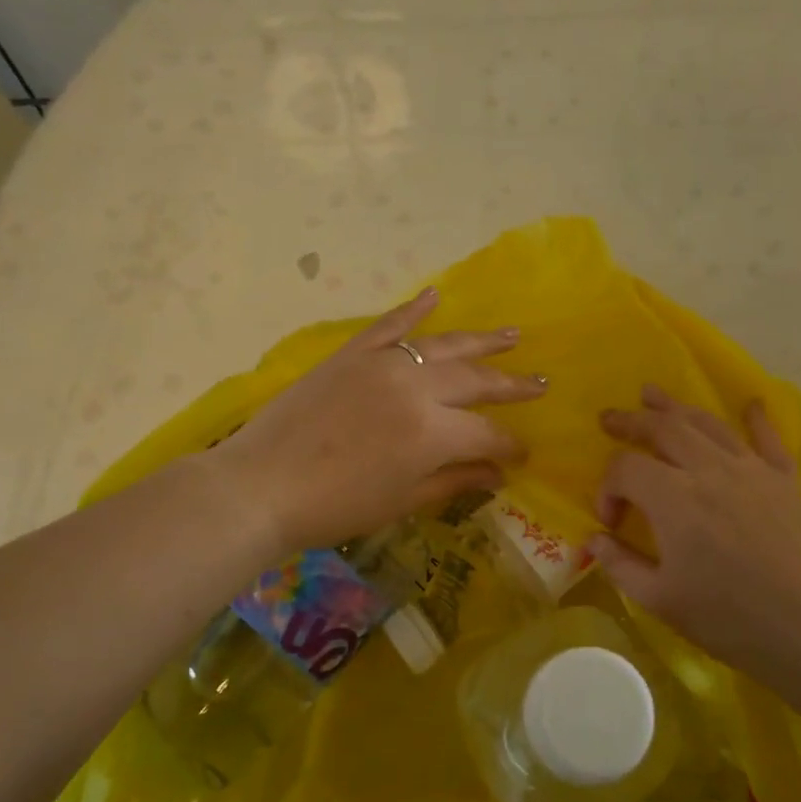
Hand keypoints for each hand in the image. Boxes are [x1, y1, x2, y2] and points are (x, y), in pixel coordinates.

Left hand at [209, 288, 544, 554]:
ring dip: (482, 341)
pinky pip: (389, 325)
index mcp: (432, 433)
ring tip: (514, 335)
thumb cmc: (334, 507)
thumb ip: (454, 481)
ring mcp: (382, 364)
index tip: (522, 455)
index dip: (509, 446)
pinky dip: (413, 309)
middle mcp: (415, 388)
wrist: (260, 486)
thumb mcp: (401, 501)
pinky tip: (435, 294)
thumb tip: (497, 474)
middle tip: (541, 384)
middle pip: (476, 381)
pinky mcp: (351, 354)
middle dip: (512, 386)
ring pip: (443, 345)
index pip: (487, 434)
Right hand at [591, 386, 800, 686]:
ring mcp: (751, 469)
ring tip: (652, 394)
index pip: (625, 469)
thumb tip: (594, 541)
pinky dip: (756, 418)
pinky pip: (768, 438)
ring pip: (707, 423)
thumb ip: (621, 565)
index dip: (607, 489)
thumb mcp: (661, 601)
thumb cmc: (731, 618)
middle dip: (631, 422)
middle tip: (610, 417)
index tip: (610, 523)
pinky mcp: (785, 480)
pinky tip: (752, 402)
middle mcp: (709, 470)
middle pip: (663, 428)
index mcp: (673, 498)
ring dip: (675, 406)